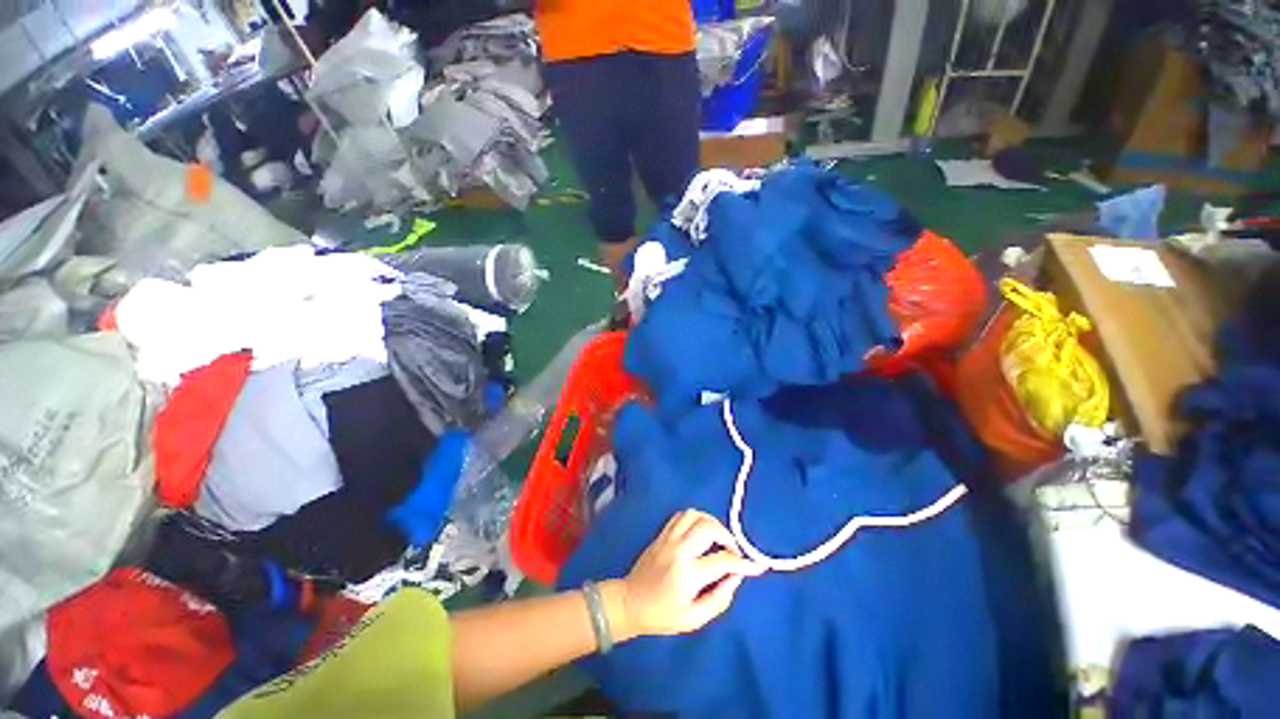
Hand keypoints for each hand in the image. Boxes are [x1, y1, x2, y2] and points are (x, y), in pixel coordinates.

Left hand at [612, 509, 764, 638]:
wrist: (630, 602)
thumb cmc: (663, 615)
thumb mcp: (694, 619)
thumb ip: (719, 598)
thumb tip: (736, 577)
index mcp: (688, 573)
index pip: (723, 560)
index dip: (743, 563)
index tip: (756, 566)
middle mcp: (679, 549)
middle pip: (709, 527)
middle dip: (727, 536)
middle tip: (731, 551)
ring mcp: (669, 538)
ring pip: (695, 515)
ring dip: (711, 523)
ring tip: (717, 539)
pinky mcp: (662, 533)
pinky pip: (682, 515)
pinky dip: (696, 518)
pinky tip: (699, 532)